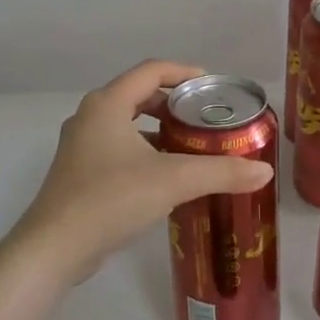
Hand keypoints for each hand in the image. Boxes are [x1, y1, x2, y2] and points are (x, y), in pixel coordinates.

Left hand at [16, 60, 274, 281]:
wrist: (54, 248)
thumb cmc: (112, 199)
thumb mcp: (174, 181)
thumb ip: (221, 172)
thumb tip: (265, 171)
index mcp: (108, 104)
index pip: (151, 70)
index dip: (185, 72)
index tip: (213, 86)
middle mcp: (90, 117)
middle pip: (138, 95)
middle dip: (174, 103)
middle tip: (206, 118)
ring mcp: (80, 147)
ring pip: (127, 124)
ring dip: (159, 129)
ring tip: (192, 145)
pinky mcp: (78, 174)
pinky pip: (118, 148)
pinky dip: (144, 151)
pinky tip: (166, 175)